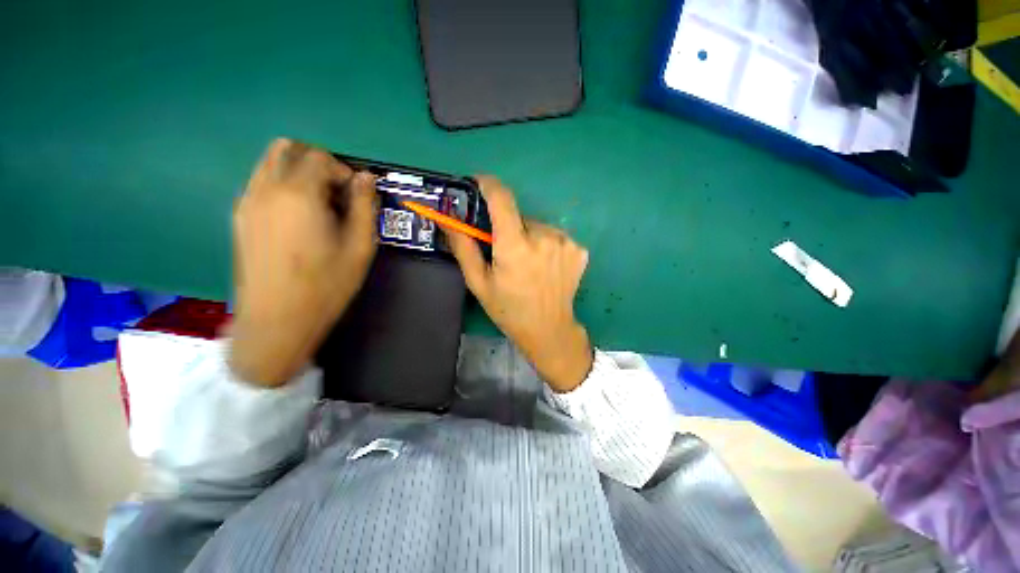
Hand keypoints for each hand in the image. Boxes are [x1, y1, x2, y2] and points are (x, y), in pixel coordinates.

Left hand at [229, 139, 377, 386]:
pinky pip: (260, 183)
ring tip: (319, 206)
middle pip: (287, 148)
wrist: (276, 321)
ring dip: (298, 172)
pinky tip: (298, 218)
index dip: (343, 171)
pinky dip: (283, 185)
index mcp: (298, 195)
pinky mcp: (239, 217)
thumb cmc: (326, 285)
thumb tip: (366, 178)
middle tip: (337, 192)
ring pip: (270, 163)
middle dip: (317, 162)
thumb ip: (364, 207)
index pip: (319, 157)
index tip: (355, 196)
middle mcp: (266, 189)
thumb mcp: (359, 248)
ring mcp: (246, 202)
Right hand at [446, 176, 592, 391]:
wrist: (549, 329)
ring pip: (538, 226)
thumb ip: (463, 247)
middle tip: (504, 251)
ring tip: (527, 263)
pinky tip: (545, 266)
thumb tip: (447, 218)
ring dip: (528, 237)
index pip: (501, 198)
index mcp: (516, 246)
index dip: (488, 185)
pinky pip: (555, 237)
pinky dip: (546, 245)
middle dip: (508, 227)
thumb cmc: (509, 309)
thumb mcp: (479, 282)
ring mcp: (566, 242)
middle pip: (519, 216)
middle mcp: (544, 237)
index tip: (478, 184)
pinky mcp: (579, 249)